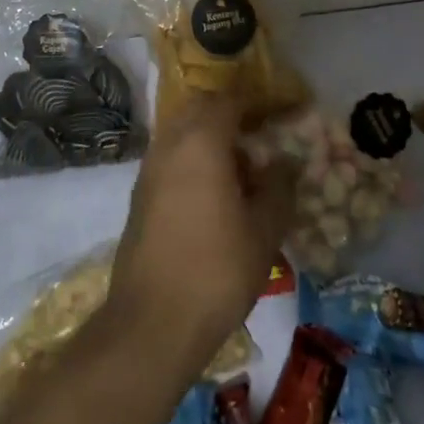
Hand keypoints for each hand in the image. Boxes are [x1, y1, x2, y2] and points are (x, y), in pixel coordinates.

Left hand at [108, 97, 295, 370]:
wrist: (152, 323)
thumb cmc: (217, 270)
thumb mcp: (264, 230)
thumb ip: (278, 187)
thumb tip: (284, 162)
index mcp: (201, 142)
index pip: (229, 100)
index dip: (257, 102)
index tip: (281, 113)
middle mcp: (169, 145)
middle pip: (200, 110)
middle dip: (230, 116)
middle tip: (261, 137)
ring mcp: (149, 170)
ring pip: (182, 134)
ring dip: (210, 139)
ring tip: (241, 170)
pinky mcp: (140, 196)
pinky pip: (170, 159)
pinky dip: (193, 161)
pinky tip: (214, 195)